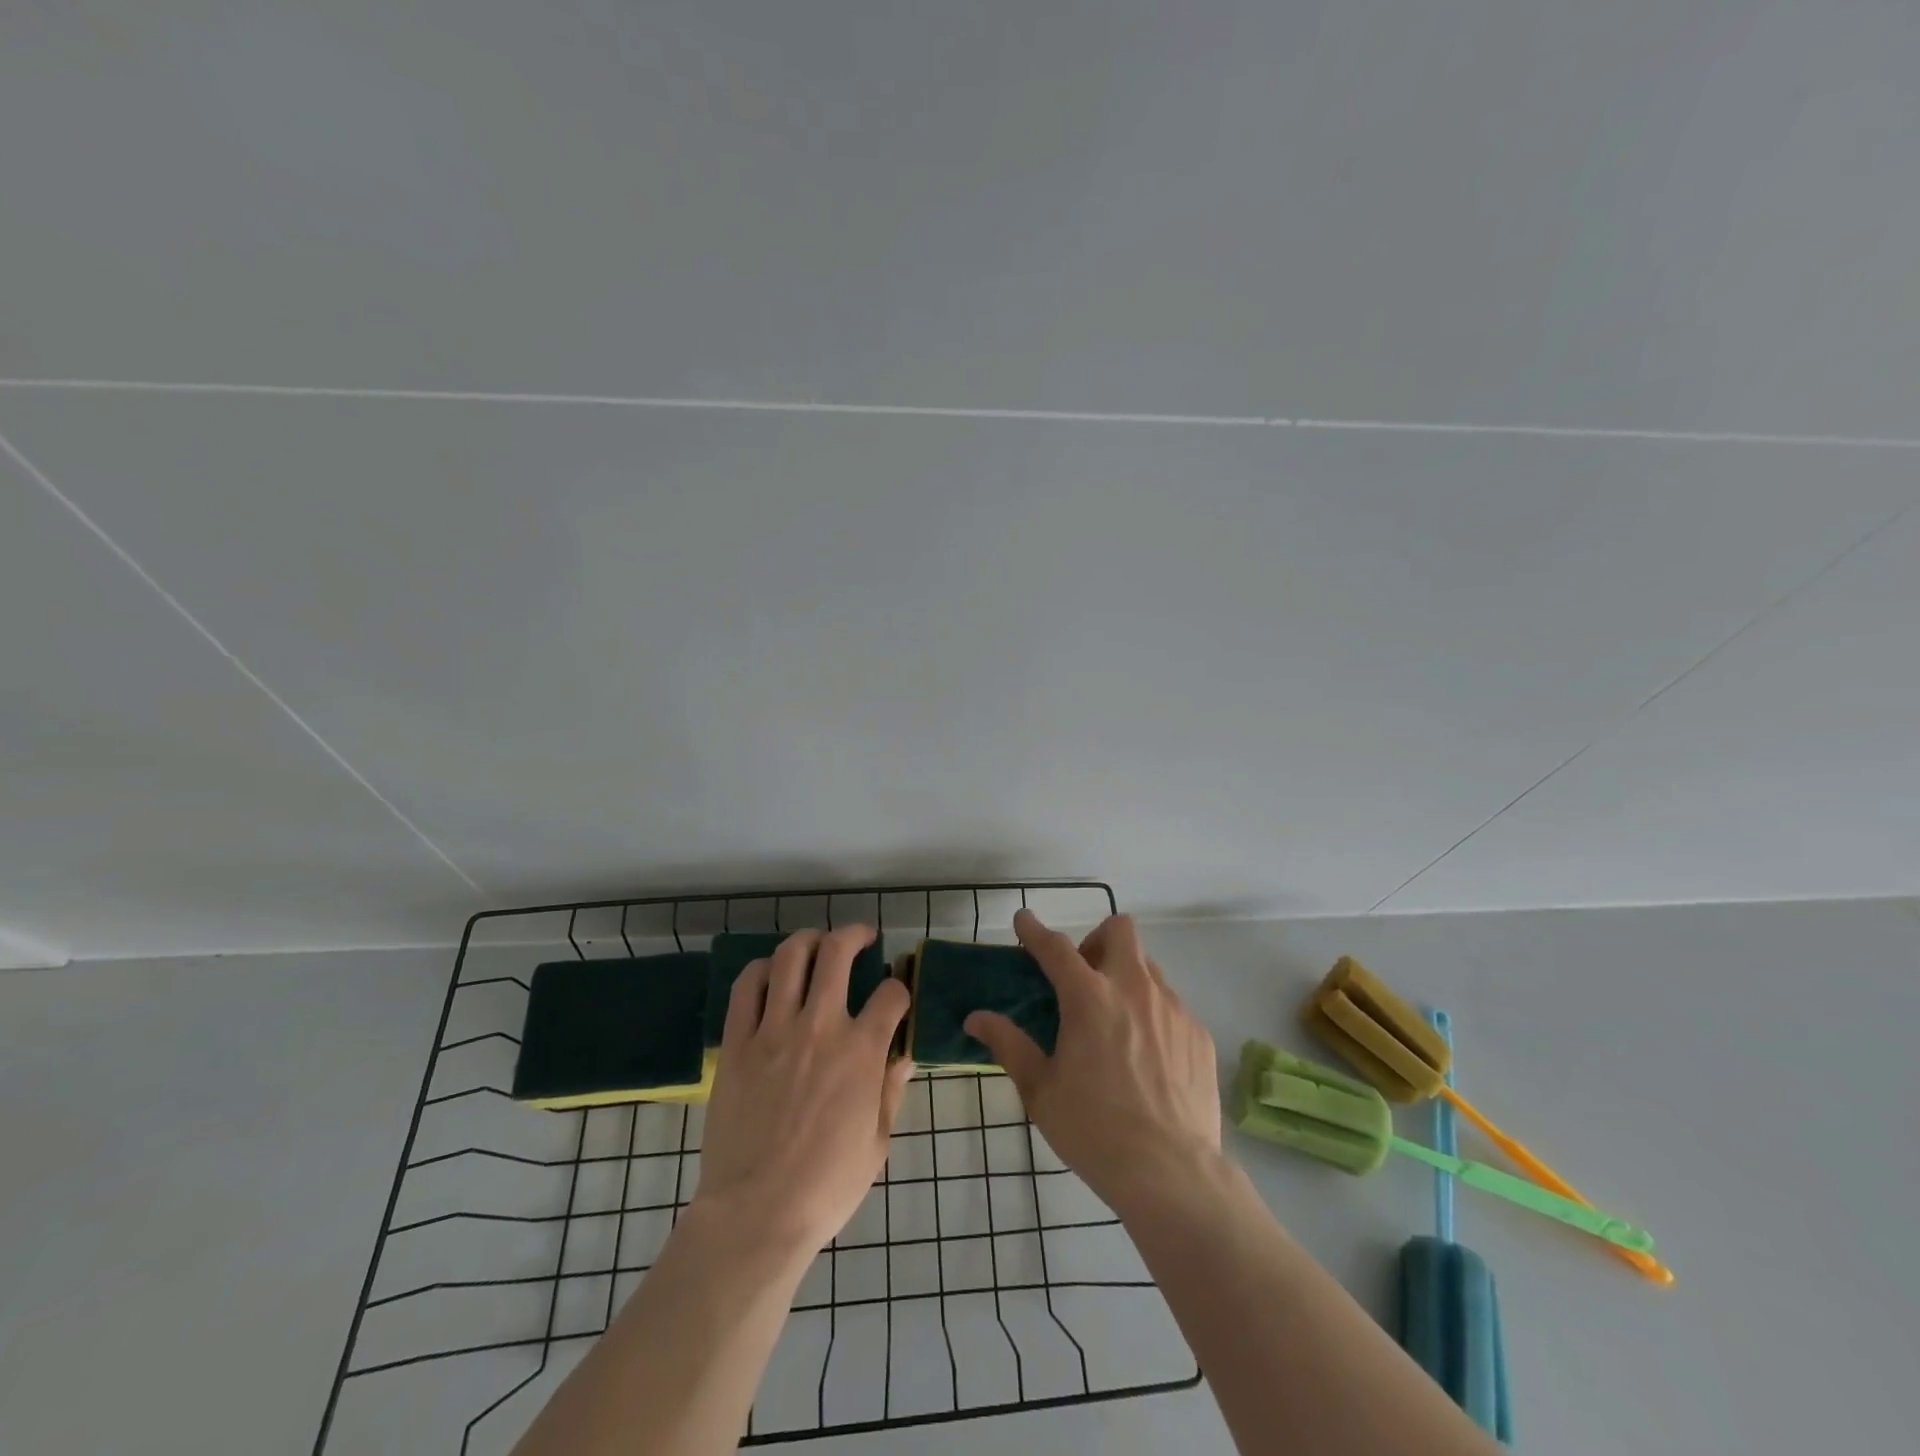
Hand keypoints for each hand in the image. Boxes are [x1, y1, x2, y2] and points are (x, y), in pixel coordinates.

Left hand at [692, 926, 914, 1255]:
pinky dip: (762, 969)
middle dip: (855, 934)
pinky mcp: (737, 1043)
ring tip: (817, 944)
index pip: (891, 995)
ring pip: (791, 957)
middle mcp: (820, 1026)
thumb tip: (903, 1054)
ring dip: (809, 940)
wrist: (755, 1214)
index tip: (897, 995)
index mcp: (861, 1051)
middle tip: (862, 937)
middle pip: (838, 952)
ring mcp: (774, 1030)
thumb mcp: (877, 1142)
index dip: (900, 988)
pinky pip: (747, 987)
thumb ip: (891, 1089)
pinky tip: (773, 973)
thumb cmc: (825, 1186)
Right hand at [965, 910, 1220, 1215]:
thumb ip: (1009, 1044)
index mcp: (1088, 998)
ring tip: (1115, 1021)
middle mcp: (1133, 988)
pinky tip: (1147, 1057)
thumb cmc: (1093, 1130)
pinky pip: (1171, 1005)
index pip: (1055, 947)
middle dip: (1096, 940)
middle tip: (1083, 977)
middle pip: (1119, 930)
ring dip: (1125, 977)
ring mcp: (1172, 1008)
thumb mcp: (1040, 1090)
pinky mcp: (1198, 1033)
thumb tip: (976, 1018)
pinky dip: (1152, 1014)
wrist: (1172, 1174)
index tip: (1023, 920)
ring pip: (1147, 966)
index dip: (1034, 930)